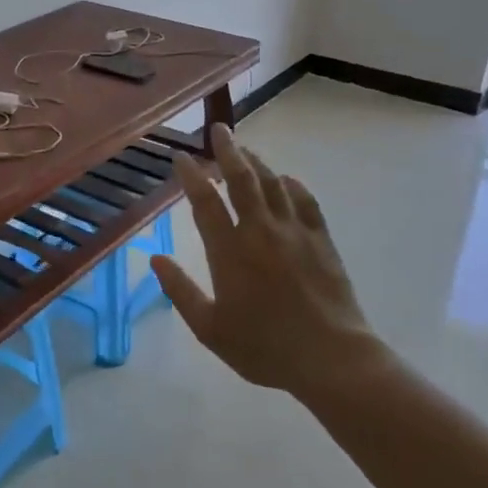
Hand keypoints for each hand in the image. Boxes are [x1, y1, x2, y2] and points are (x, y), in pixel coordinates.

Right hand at [152, 125, 385, 396]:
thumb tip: (156, 259)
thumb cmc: (264, 347)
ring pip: (272, 184)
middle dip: (227, 150)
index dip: (191, 175)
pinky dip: (293, 185)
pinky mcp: (321, 240)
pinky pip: (305, 201)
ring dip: (256, 162)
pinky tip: (286, 180)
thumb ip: (180, 291)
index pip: (205, 202)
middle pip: (241, 179)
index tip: (180, 157)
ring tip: (245, 150)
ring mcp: (294, 232)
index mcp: (229, 251)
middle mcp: (260, 231)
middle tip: (219, 129)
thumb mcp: (210, 329)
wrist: (330, 357)